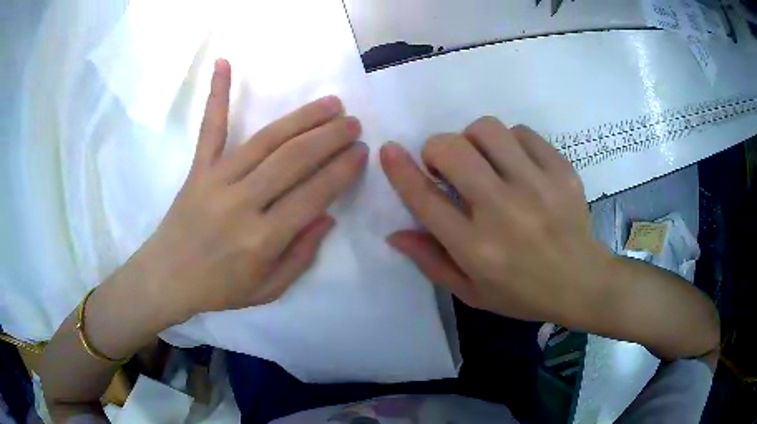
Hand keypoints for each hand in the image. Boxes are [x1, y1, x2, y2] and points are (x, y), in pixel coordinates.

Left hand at [130, 59, 367, 319]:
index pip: (313, 195)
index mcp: (262, 239)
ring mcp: (217, 180)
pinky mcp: (198, 169)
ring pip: (266, 140)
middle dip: (330, 138)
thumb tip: (327, 216)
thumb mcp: (268, 289)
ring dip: (302, 118)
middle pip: (294, 160)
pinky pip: (211, 128)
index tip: (361, 152)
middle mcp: (242, 203)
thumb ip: (300, 256)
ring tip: (330, 103)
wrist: (167, 278)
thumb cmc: (219, 288)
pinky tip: (223, 63)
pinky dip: (217, 94)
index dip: (342, 170)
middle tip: (353, 123)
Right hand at [381, 117, 612, 324]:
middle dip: (437, 148)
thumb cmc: (523, 293)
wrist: (582, 283)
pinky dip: (510, 141)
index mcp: (476, 248)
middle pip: (453, 151)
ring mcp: (537, 187)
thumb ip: (431, 261)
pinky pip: (522, 132)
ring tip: (484, 160)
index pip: (426, 199)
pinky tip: (517, 163)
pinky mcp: (562, 171)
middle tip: (447, 165)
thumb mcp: (471, 291)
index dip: (400, 169)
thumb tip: (394, 233)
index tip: (389, 150)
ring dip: (473, 139)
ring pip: (487, 130)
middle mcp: (503, 212)